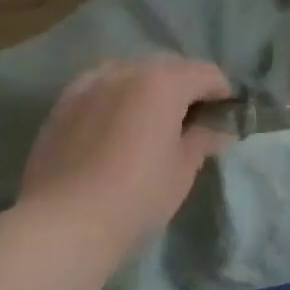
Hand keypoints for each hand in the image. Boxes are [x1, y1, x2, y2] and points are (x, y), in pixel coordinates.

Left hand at [17, 56, 232, 252]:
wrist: (62, 222)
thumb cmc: (136, 196)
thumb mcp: (182, 170)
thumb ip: (202, 139)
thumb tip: (217, 128)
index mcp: (162, 82)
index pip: (205, 73)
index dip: (222, 92)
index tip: (227, 115)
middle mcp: (126, 70)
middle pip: (168, 66)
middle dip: (186, 86)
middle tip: (193, 120)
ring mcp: (90, 82)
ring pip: (131, 72)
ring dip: (149, 87)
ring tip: (152, 119)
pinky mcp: (64, 102)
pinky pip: (100, 86)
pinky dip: (117, 95)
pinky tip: (116, 122)